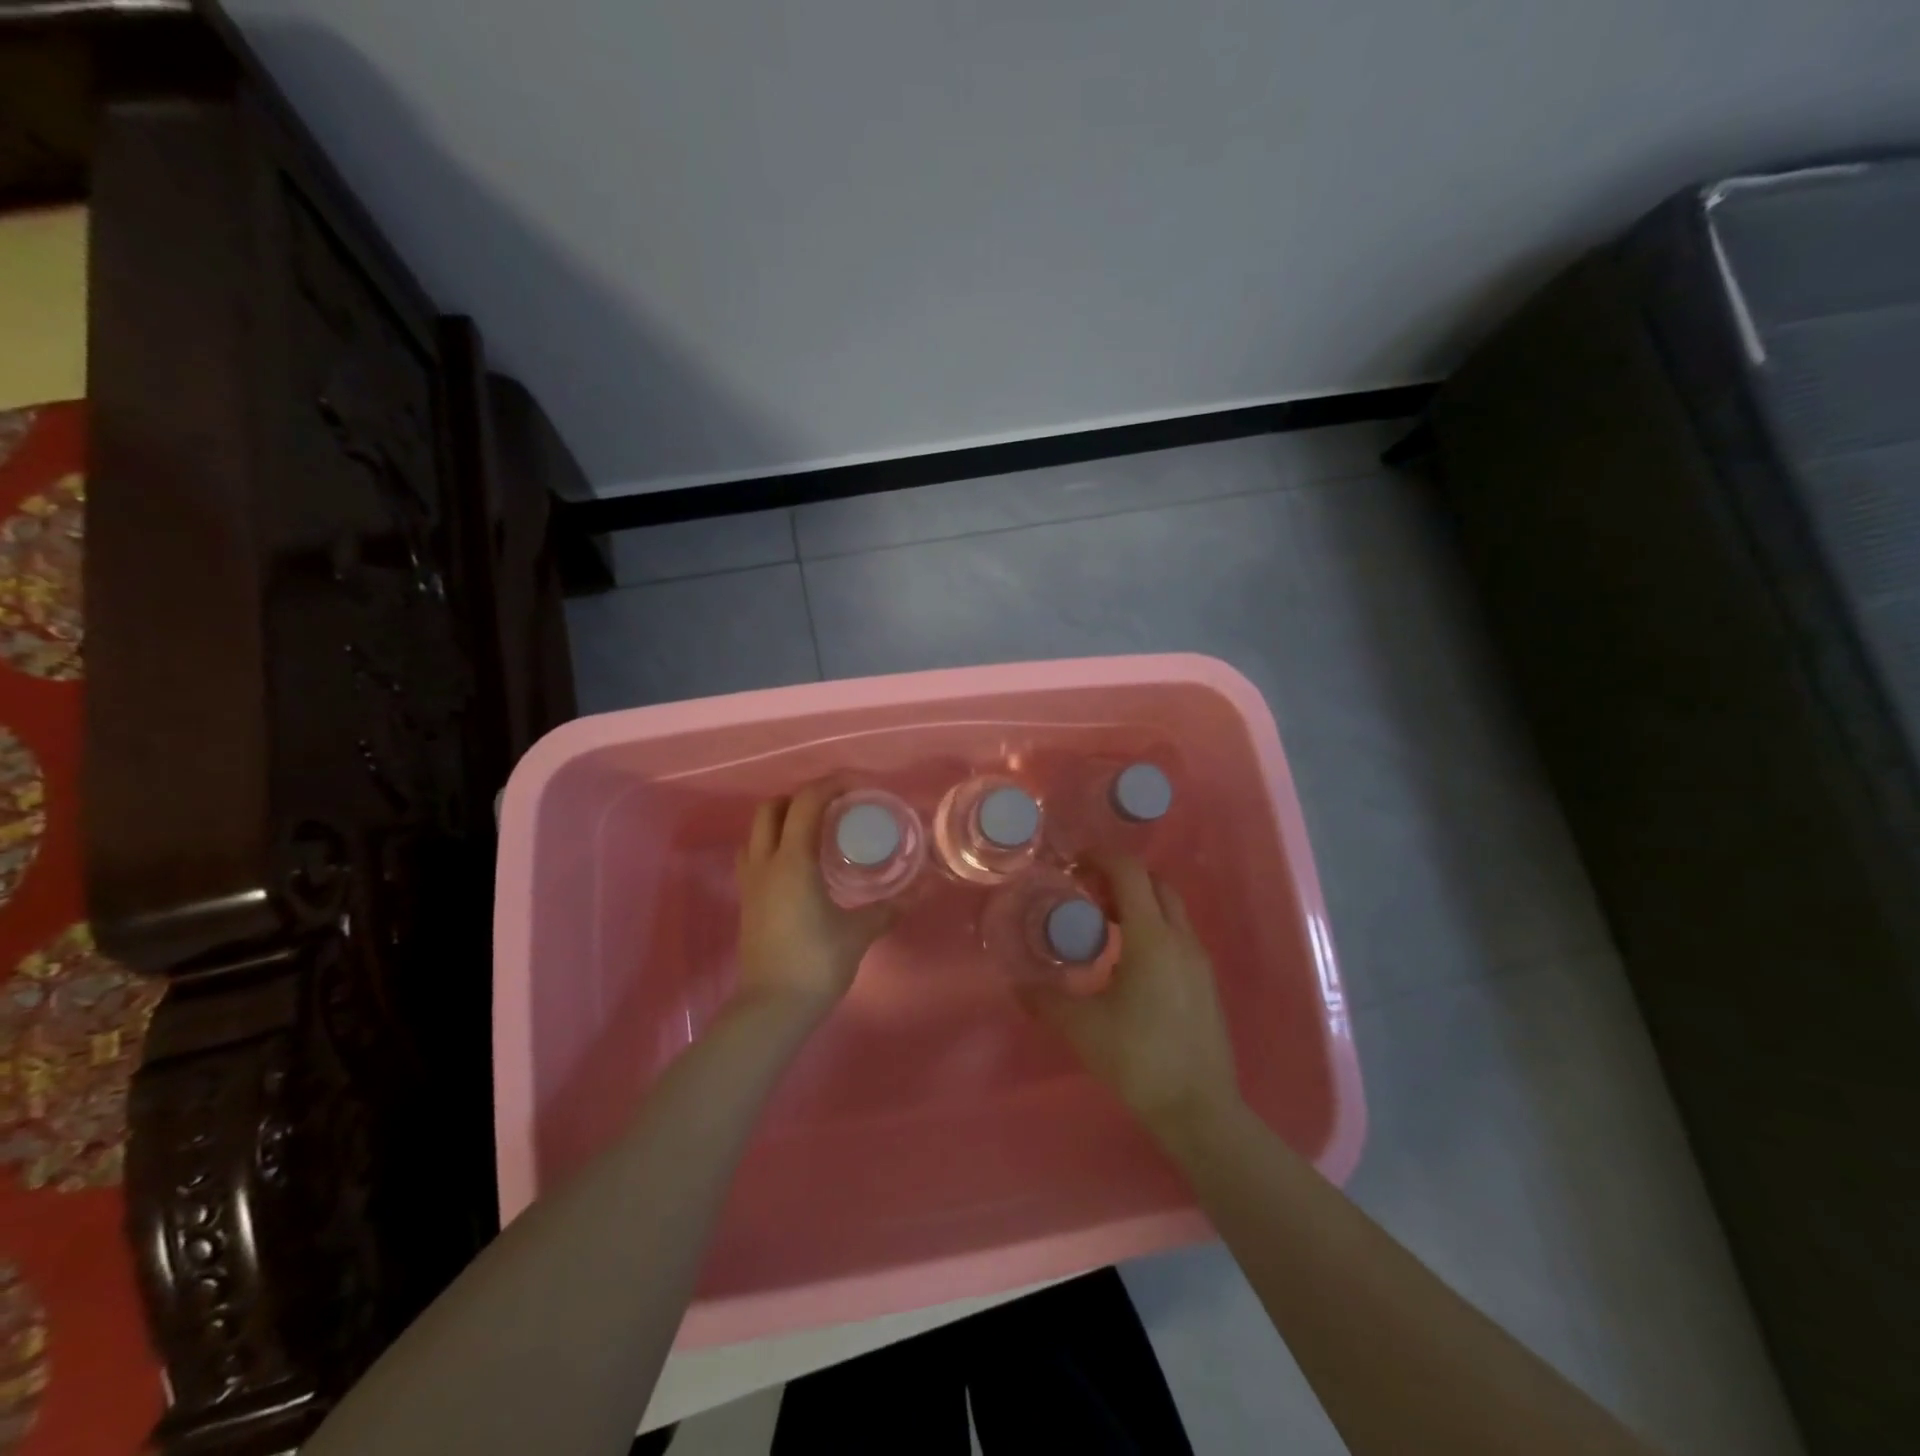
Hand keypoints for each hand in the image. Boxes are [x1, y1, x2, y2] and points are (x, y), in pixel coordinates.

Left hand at [735, 781, 897, 1019]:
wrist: (772, 1008)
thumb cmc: (816, 964)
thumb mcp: (859, 933)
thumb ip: (889, 908)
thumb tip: (923, 890)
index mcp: (793, 862)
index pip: (806, 803)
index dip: (831, 785)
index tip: (859, 788)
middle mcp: (766, 863)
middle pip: (772, 808)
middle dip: (802, 798)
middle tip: (834, 807)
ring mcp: (751, 882)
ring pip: (757, 831)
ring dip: (783, 819)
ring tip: (816, 830)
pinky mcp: (747, 901)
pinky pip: (754, 855)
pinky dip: (774, 843)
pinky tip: (798, 862)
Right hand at [1019, 853, 1240, 1138]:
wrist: (1199, 1108)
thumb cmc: (1138, 1059)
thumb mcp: (1082, 1028)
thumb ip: (1045, 1000)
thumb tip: (1017, 985)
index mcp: (1151, 938)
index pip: (1130, 873)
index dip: (1101, 858)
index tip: (1074, 865)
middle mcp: (1180, 938)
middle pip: (1154, 883)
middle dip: (1120, 877)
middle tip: (1087, 895)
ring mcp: (1199, 959)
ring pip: (1170, 908)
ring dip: (1138, 902)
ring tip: (1105, 926)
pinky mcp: (1206, 981)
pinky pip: (1178, 934)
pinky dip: (1153, 927)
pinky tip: (1130, 962)